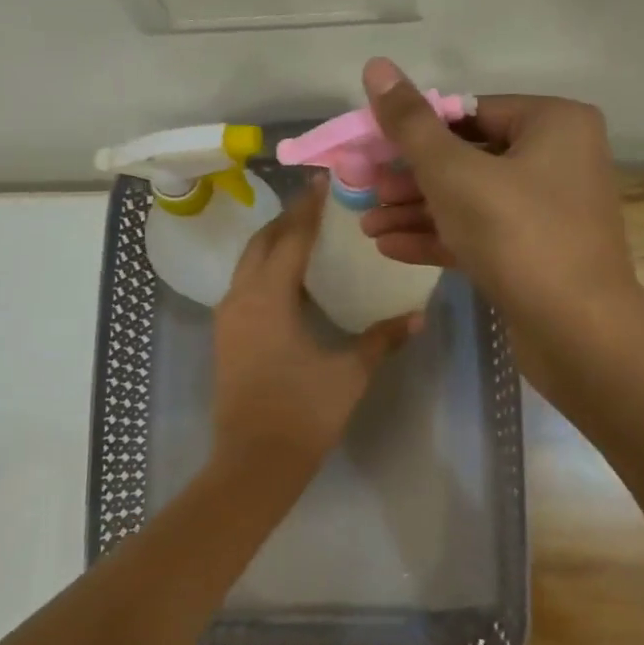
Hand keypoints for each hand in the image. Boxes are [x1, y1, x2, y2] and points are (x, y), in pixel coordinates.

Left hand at [211, 179, 419, 488]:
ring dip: (273, 245)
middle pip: (261, 244)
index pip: (291, 239)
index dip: (309, 209)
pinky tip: (291, 283)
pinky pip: (244, 288)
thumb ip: (382, 339)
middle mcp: (240, 299)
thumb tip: (417, 315)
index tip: (324, 182)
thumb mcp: (349, 373)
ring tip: (306, 237)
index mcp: (269, 298)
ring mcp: (228, 319)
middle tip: (318, 206)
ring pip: (247, 265)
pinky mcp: (226, 338)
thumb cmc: (303, 414)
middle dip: (287, 221)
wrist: (253, 462)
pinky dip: (265, 272)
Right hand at [355, 58, 638, 363]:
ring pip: (470, 201)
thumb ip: (411, 124)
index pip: (470, 112)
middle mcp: (558, 160)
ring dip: (417, 212)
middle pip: (467, 158)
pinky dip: (440, 238)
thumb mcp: (454, 173)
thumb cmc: (517, 234)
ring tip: (366, 225)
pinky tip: (390, 248)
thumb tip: (376, 66)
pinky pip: (482, 234)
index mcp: (554, 124)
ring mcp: (549, 211)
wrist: (576, 330)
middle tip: (364, 190)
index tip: (372, 149)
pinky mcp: (536, 254)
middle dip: (410, 179)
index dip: (415, 130)